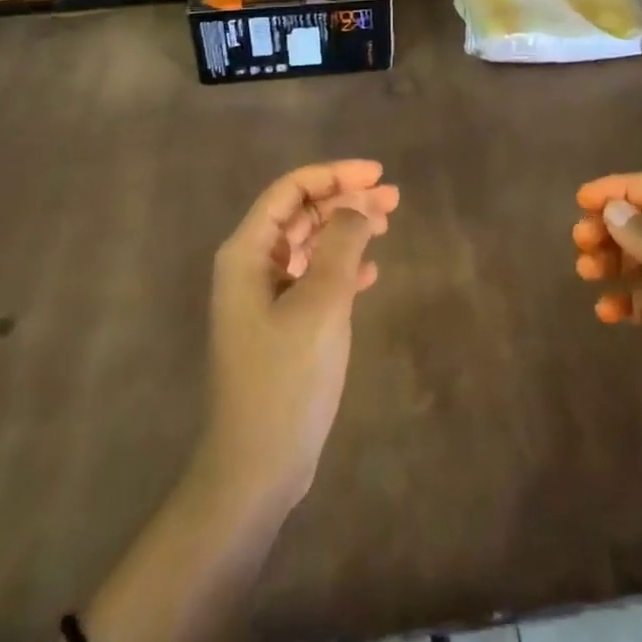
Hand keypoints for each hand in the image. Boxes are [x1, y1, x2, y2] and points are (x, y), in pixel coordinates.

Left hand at [199, 161, 399, 518]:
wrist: (256, 467)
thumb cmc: (286, 378)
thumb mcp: (321, 303)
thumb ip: (341, 244)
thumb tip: (357, 205)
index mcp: (247, 252)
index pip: (291, 190)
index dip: (334, 175)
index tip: (377, 174)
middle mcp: (250, 266)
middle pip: (302, 213)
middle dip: (345, 200)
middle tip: (394, 198)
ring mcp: (263, 298)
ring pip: (310, 244)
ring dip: (347, 231)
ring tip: (388, 225)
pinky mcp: (280, 326)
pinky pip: (313, 278)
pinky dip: (341, 268)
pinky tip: (370, 273)